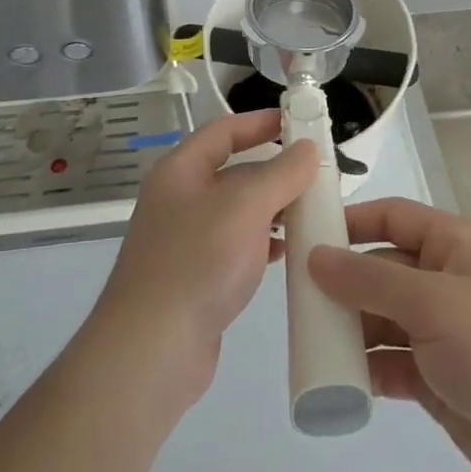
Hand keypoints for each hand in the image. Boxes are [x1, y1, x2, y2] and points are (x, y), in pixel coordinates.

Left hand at [83, 110, 317, 413]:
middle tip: (318, 173)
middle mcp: (179, 199)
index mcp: (180, 171)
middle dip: (274, 169)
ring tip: (312, 211)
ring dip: (274, 208)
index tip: (298, 123)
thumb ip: (280, 173)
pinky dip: (263, 242)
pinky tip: (288, 251)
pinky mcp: (196, 277)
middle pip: (233, 171)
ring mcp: (186, 240)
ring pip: (238, 211)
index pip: (223, 132)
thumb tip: (307, 148)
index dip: (259, 123)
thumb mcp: (245, 206)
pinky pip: (236, 246)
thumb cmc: (198, 262)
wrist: (153, 349)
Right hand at [308, 198, 470, 471]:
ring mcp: (440, 331)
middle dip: (341, 282)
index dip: (351, 221)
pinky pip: (389, 362)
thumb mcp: (433, 303)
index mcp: (453, 246)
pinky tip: (338, 378)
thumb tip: (315, 257)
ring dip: (349, 328)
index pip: (392, 217)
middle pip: (380, 269)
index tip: (305, 234)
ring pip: (380, 318)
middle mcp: (444, 281)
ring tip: (308, 340)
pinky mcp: (436, 377)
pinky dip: (365, 368)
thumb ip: (370, 280)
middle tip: (295, 299)